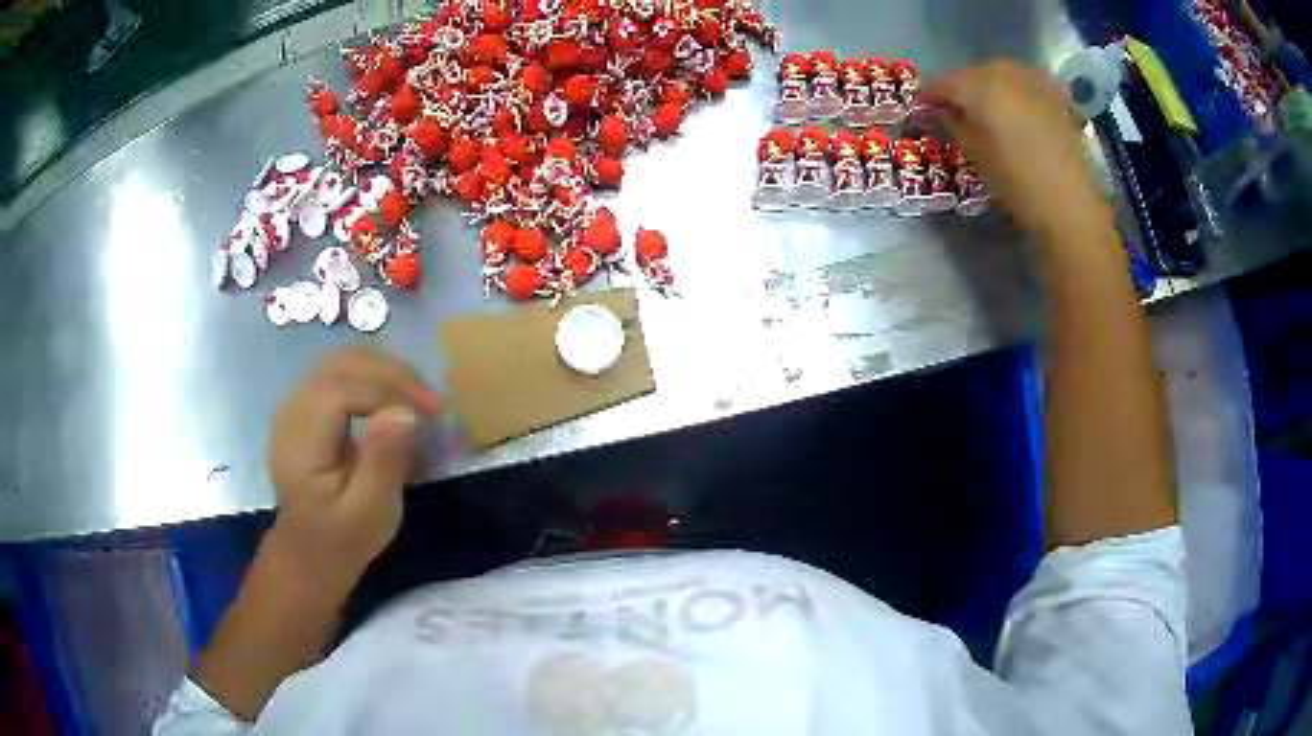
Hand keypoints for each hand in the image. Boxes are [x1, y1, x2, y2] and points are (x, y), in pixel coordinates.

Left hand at [265, 346, 440, 585]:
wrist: (309, 553)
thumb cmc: (343, 539)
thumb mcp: (370, 513)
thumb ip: (383, 462)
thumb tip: (405, 412)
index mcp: (300, 441)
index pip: (342, 390)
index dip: (388, 392)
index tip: (429, 415)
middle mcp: (291, 411)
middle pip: (341, 363)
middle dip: (392, 374)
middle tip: (431, 403)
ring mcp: (296, 404)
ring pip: (342, 360)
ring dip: (385, 371)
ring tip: (418, 398)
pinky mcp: (307, 406)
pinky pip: (340, 372)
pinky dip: (373, 377)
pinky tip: (394, 399)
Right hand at [926, 60, 1114, 245]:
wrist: (1071, 205)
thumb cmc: (1017, 186)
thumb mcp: (976, 157)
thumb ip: (954, 125)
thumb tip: (940, 110)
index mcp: (980, 88)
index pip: (946, 82)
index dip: (932, 95)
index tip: (924, 109)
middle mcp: (1006, 74)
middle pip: (974, 72)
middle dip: (962, 86)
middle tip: (956, 108)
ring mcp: (1035, 81)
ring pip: (1002, 71)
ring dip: (990, 83)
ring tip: (987, 106)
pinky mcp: (1057, 95)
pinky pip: (1027, 80)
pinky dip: (1016, 88)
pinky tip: (1016, 106)